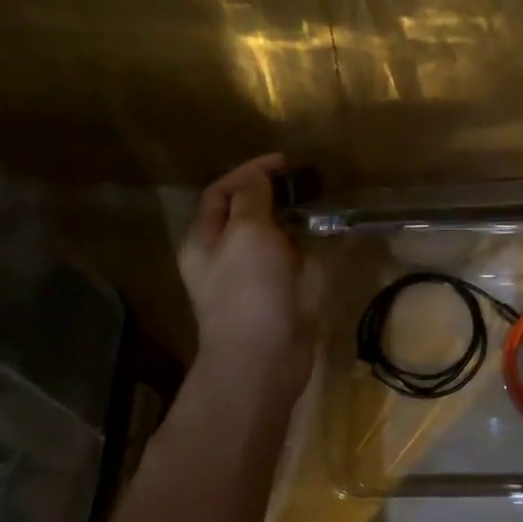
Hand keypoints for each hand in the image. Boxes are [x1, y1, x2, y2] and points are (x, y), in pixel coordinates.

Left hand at [178, 154, 313, 399]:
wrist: (261, 359)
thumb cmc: (249, 289)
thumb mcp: (247, 231)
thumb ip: (252, 197)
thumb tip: (259, 176)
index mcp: (203, 239)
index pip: (221, 192)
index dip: (249, 171)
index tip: (284, 162)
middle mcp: (220, 257)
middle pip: (242, 214)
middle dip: (269, 194)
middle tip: (303, 182)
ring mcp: (246, 279)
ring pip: (266, 238)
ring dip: (287, 219)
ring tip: (315, 204)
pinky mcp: (271, 297)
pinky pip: (284, 261)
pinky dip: (299, 245)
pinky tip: (319, 239)